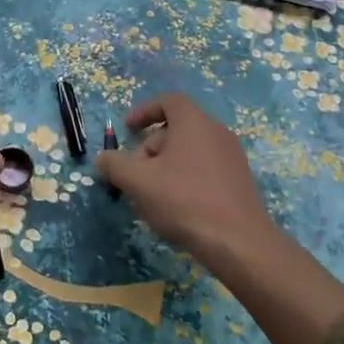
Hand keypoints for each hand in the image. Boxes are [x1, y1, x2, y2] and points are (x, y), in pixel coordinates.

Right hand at [96, 92, 280, 265]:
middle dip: (150, 148)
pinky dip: (185, 179)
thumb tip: (103, 158)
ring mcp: (232, 158)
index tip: (127, 129)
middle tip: (135, 175)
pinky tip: (176, 208)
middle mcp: (217, 133)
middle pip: (176, 129)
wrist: (238, 242)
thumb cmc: (183, 200)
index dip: (144, 111)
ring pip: (190, 152)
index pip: (168, 101)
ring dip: (165, 167)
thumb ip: (115, 164)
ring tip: (152, 196)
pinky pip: (205, 170)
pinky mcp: (239, 182)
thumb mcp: (138, 181)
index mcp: (194, 122)